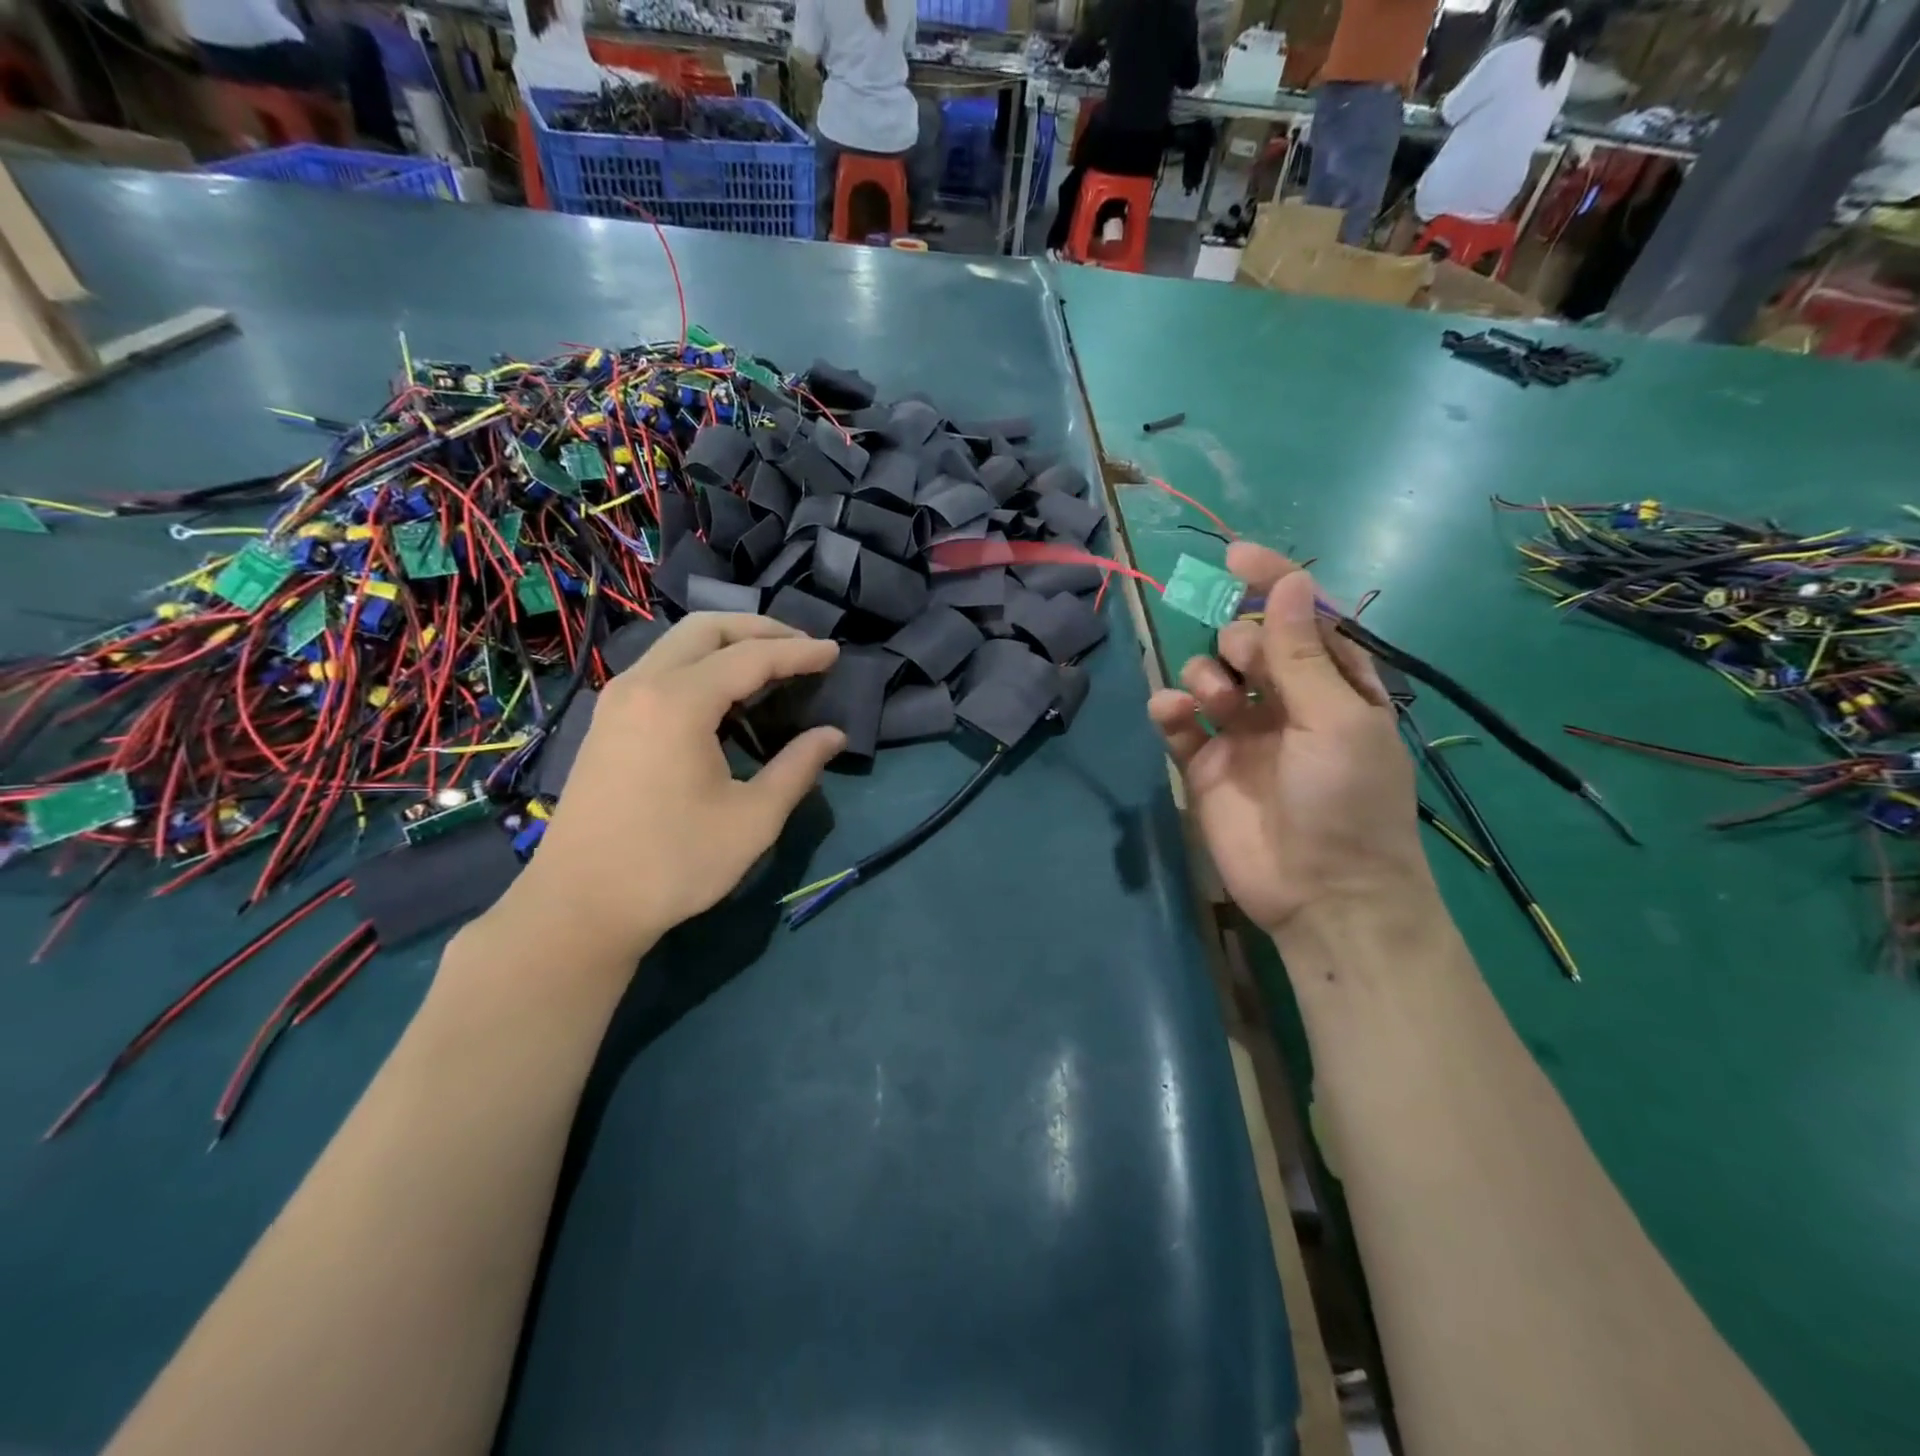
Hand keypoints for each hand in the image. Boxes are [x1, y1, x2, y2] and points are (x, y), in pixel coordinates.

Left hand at [505, 613, 844, 962]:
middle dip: (761, 630)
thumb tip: (832, 735)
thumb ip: (797, 768)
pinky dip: (700, 664)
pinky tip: (724, 696)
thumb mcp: (752, 820)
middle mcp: (643, 685)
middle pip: (707, 629)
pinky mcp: (607, 721)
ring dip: (728, 644)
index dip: (799, 653)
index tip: (836, 653)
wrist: (580, 906)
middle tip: (803, 649)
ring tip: (771, 666)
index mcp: (679, 702)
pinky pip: (660, 668)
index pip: (751, 657)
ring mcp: (617, 700)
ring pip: (678, 644)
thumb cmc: (673, 863)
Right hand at [1148, 544, 1431, 937]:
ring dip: (1205, 675)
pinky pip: (1179, 722)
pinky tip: (1173, 714)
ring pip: (1209, 676)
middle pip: (1247, 642)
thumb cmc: (1346, 803)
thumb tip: (1290, 580)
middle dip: (1238, 640)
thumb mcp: (1335, 720)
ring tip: (1216, 704)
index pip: (1301, 618)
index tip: (1236, 556)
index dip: (1272, 583)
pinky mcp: (1205, 766)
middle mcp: (1287, 703)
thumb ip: (1302, 653)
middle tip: (1243, 667)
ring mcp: (1242, 735)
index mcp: (1335, 685)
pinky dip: (1170, 709)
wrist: (1322, 896)